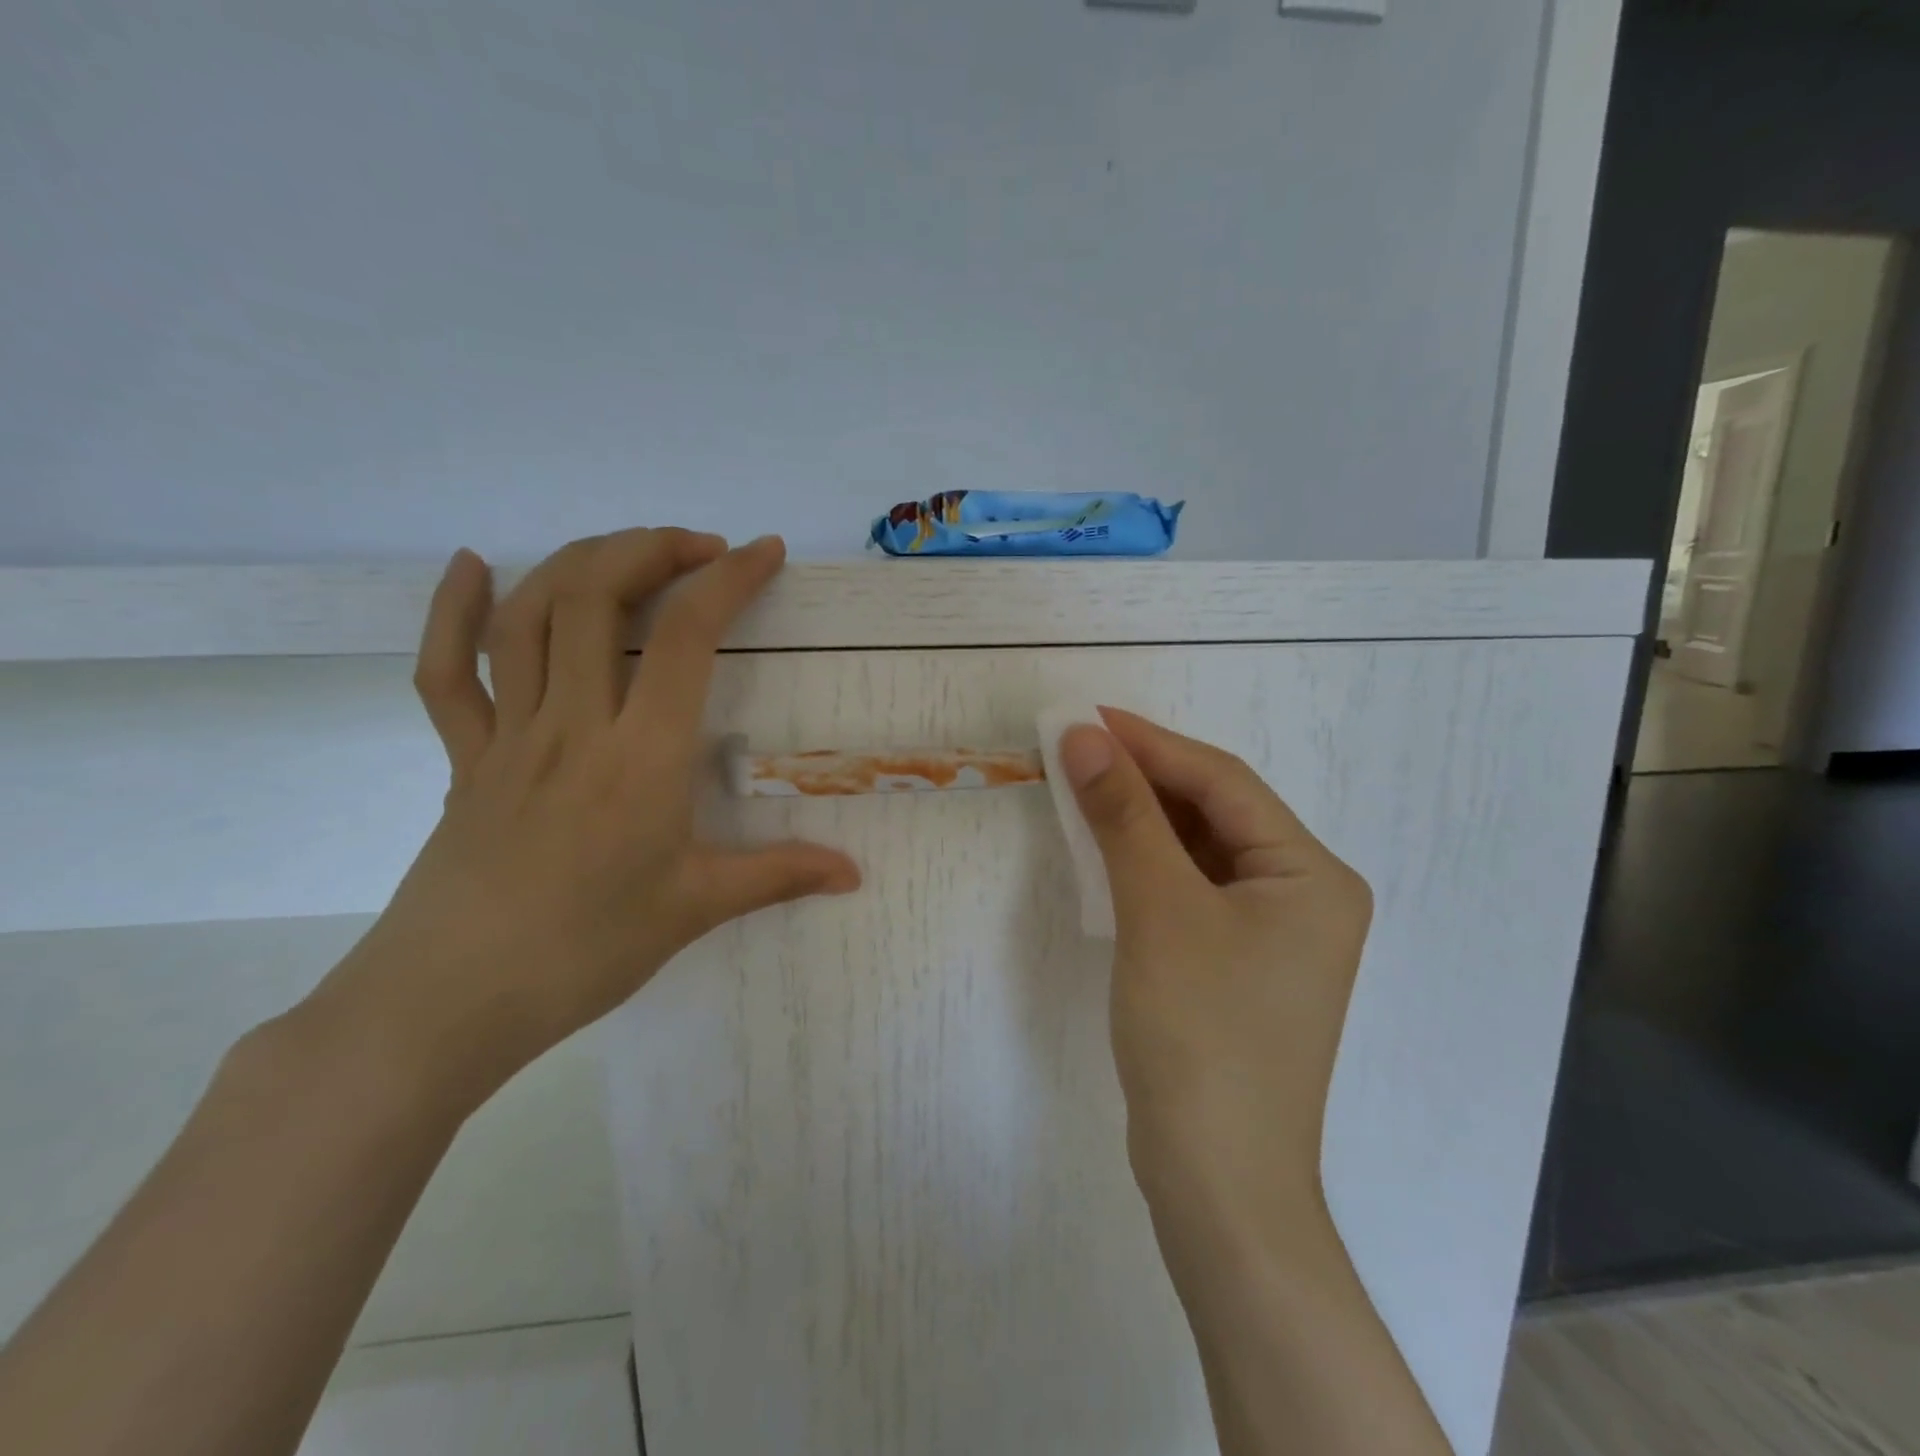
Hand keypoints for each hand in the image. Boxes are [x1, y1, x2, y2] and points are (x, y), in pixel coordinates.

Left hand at [310, 529, 860, 1108]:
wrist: (450, 1002)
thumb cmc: (585, 952)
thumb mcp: (696, 909)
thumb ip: (780, 876)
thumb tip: (854, 873)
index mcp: (641, 757)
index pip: (687, 638)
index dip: (728, 580)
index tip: (764, 552)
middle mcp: (574, 725)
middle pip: (597, 597)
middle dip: (652, 549)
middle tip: (700, 547)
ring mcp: (509, 736)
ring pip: (528, 617)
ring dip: (578, 563)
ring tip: (629, 551)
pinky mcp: (463, 758)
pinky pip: (447, 672)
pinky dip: (453, 610)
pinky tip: (473, 566)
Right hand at [1057, 709, 1370, 1233]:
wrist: (1216, 1180)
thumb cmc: (1201, 1034)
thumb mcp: (1158, 910)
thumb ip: (1123, 816)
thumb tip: (1082, 737)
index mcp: (1311, 874)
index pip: (1223, 783)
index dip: (1151, 744)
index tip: (1086, 717)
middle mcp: (1303, 895)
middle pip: (1214, 812)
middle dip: (1144, 778)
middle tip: (1076, 748)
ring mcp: (1270, 933)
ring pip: (1198, 850)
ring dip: (1140, 819)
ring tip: (1081, 786)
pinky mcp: (1235, 962)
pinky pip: (1188, 889)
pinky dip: (1145, 864)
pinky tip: (1105, 849)